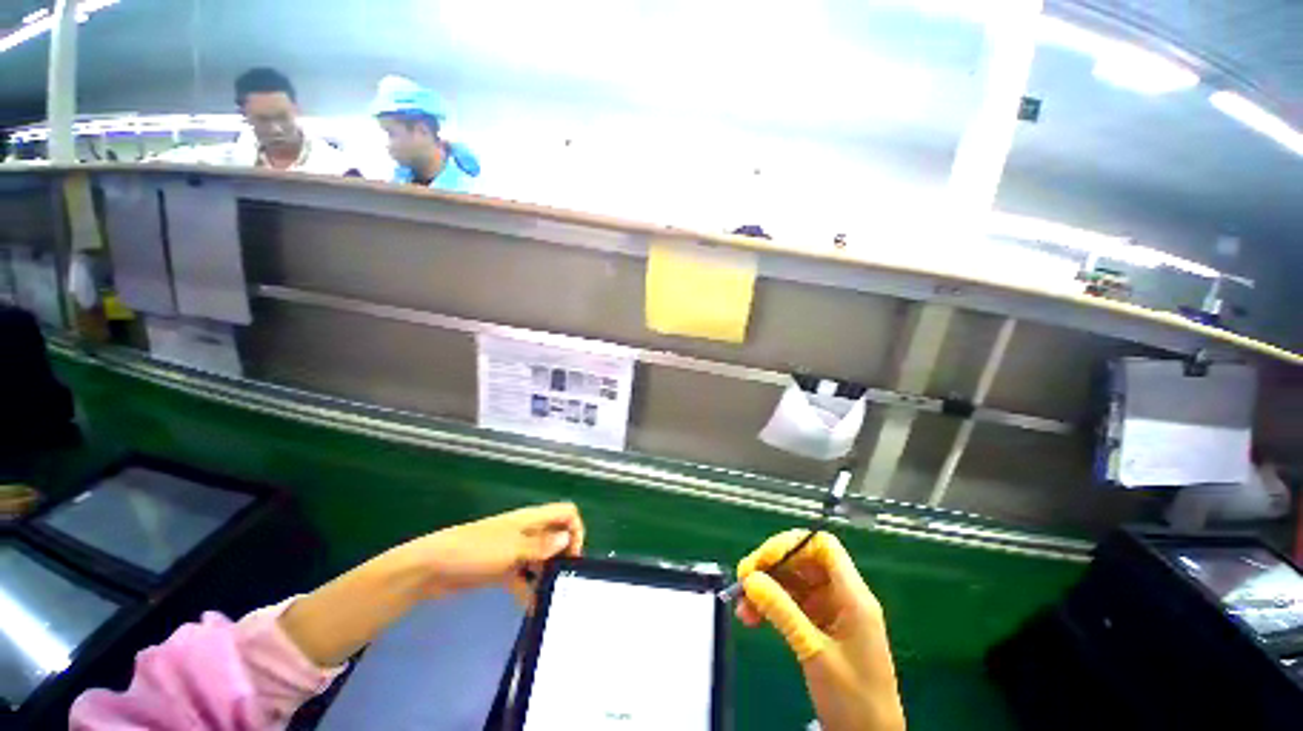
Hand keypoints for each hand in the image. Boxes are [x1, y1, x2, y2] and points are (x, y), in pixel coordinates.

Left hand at [280, 503, 583, 667]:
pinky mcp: (501, 569)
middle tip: (566, 580)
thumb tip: (566, 540)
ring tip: (553, 597)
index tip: (572, 557)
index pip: (565, 513)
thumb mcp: (511, 549)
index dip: (575, 530)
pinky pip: (523, 578)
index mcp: (531, 519)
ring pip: (541, 558)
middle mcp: (527, 532)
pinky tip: (533, 608)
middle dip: (564, 555)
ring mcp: (513, 551)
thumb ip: (541, 546)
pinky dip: (529, 590)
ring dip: (548, 574)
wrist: (431, 568)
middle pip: (556, 536)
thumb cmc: (475, 551)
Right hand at [736, 530, 904, 730]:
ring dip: (765, 589)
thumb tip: (750, 578)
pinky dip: (770, 606)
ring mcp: (829, 610)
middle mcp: (841, 595)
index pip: (823, 546)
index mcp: (852, 595)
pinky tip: (751, 618)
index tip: (764, 560)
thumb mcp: (814, 652)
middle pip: (802, 561)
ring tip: (742, 606)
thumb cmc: (854, 698)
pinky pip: (790, 603)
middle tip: (743, 580)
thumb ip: (783, 612)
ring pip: (792, 582)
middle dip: (771, 567)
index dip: (792, 544)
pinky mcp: (819, 625)